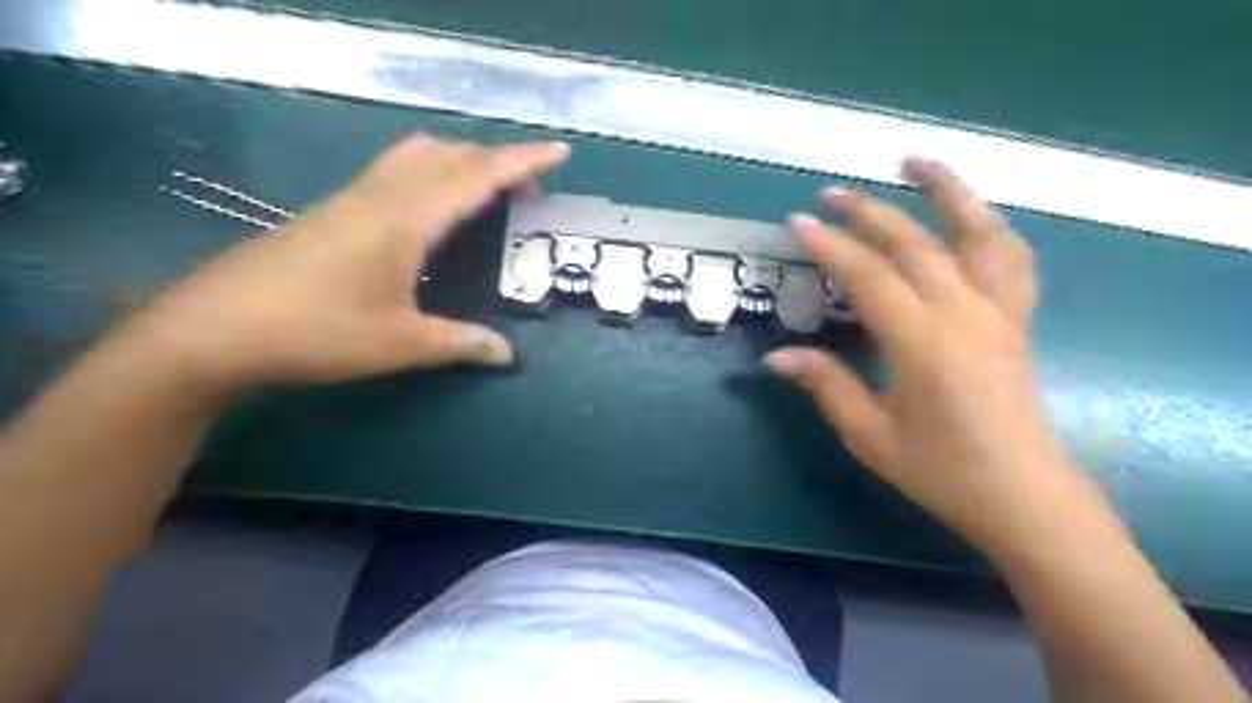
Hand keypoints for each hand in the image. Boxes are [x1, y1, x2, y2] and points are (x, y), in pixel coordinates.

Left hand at [122, 136, 567, 391]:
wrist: (214, 329)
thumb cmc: (317, 333)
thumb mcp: (401, 345)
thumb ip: (460, 343)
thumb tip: (507, 354)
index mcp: (407, 219)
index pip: (477, 177)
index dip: (522, 162)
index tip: (559, 152)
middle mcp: (382, 196)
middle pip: (450, 156)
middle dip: (497, 160)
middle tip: (530, 184)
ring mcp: (352, 199)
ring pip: (418, 157)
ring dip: (461, 161)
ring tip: (488, 185)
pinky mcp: (333, 211)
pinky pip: (396, 171)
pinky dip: (431, 172)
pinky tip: (432, 204)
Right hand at [770, 156, 1080, 550]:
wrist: (1024, 497)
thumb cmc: (943, 472)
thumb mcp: (870, 435)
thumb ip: (826, 386)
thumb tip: (776, 358)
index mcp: (923, 343)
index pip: (871, 276)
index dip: (832, 246)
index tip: (799, 223)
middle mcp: (965, 314)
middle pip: (916, 244)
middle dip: (869, 213)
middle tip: (830, 194)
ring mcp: (999, 313)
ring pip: (978, 233)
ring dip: (947, 191)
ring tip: (917, 160)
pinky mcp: (1017, 321)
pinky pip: (1010, 258)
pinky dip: (989, 226)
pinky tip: (972, 215)